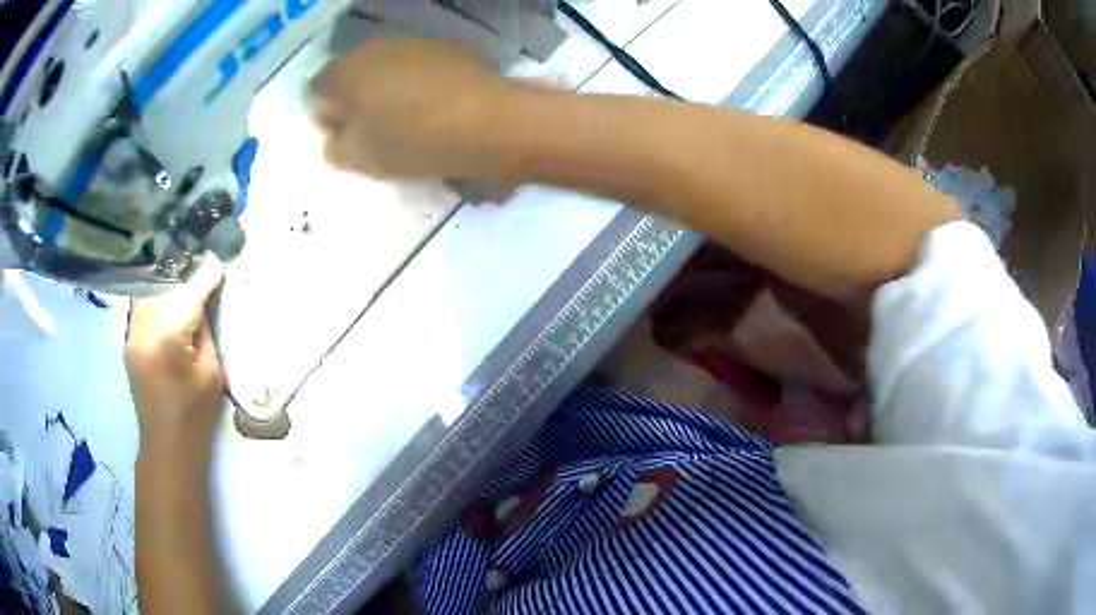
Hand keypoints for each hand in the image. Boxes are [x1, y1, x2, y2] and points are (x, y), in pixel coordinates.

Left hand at [126, 260, 224, 457]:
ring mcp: (132, 332)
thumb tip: (203, 302)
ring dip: (168, 284)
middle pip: (165, 285)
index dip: (207, 276)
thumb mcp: (211, 371)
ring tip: (184, 280)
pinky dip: (155, 297)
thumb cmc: (195, 414)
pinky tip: (166, 300)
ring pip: (150, 291)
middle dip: (184, 275)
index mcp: (169, 335)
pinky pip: (141, 306)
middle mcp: (145, 326)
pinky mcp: (128, 340)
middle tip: (202, 270)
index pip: (191, 292)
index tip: (219, 261)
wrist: (167, 446)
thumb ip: (204, 331)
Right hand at [310, 39, 517, 179]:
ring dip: (389, 88)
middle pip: (353, 74)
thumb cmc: (414, 142)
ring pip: (388, 67)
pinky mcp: (451, 47)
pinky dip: (421, 82)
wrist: (490, 123)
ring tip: (410, 118)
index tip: (345, 136)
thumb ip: (334, 146)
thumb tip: (335, 133)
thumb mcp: (361, 159)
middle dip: (357, 100)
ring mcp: (416, 42)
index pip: (316, 89)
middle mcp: (376, 47)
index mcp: (345, 72)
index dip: (325, 115)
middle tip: (375, 130)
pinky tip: (439, 104)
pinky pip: (421, 66)